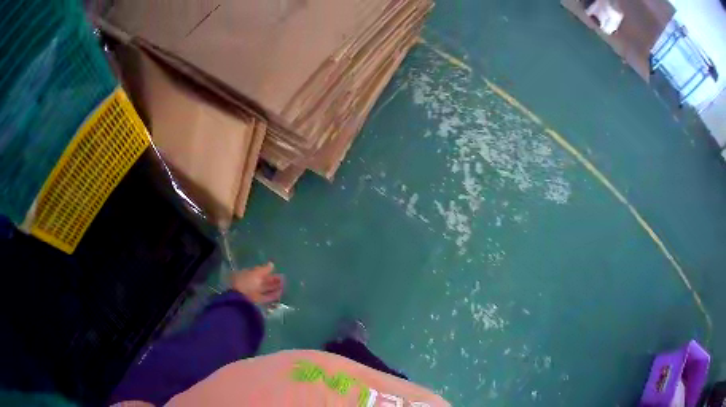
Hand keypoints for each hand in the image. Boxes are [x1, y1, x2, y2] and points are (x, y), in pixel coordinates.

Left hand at [230, 262, 283, 304]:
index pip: (258, 272)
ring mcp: (253, 292)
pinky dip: (273, 295)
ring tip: (284, 285)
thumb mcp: (256, 273)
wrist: (240, 298)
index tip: (275, 270)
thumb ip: (264, 269)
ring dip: (275, 287)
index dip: (266, 271)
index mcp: (247, 274)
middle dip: (272, 280)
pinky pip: (266, 297)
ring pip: (265, 289)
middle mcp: (250, 283)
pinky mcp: (257, 301)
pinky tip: (280, 292)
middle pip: (263, 281)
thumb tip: (272, 264)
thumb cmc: (246, 282)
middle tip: (283, 278)